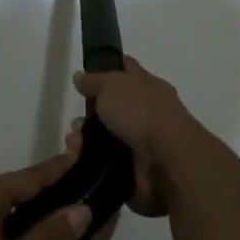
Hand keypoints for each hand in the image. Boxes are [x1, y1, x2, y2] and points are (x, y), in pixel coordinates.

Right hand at [69, 57, 200, 217]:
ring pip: (105, 139)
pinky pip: (105, 164)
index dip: (109, 68)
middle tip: (74, 124)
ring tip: (73, 145)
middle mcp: (146, 112)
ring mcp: (141, 143)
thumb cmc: (141, 112)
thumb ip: (94, 81)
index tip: (87, 75)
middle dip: (87, 116)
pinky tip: (76, 160)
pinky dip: (90, 162)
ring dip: (84, 141)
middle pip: (111, 109)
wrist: (167, 160)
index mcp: (147, 86)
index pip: (127, 70)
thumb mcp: (112, 85)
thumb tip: (80, 76)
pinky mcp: (134, 170)